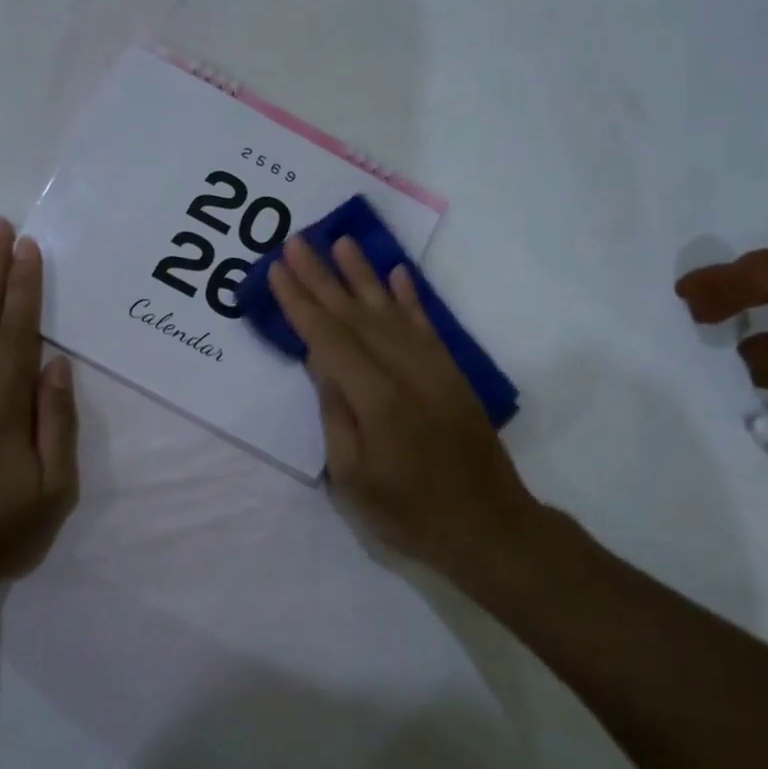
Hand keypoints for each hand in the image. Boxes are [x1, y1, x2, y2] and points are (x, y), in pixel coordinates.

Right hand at [266, 236, 548, 579]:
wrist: (490, 527)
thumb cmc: (410, 512)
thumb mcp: (353, 477)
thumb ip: (336, 413)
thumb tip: (320, 362)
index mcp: (376, 398)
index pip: (328, 338)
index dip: (300, 302)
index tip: (278, 269)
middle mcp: (405, 370)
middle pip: (354, 314)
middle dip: (322, 277)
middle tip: (296, 242)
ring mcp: (433, 367)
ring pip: (390, 310)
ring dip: (363, 274)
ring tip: (341, 241)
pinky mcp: (452, 372)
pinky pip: (427, 324)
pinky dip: (410, 297)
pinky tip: (397, 274)